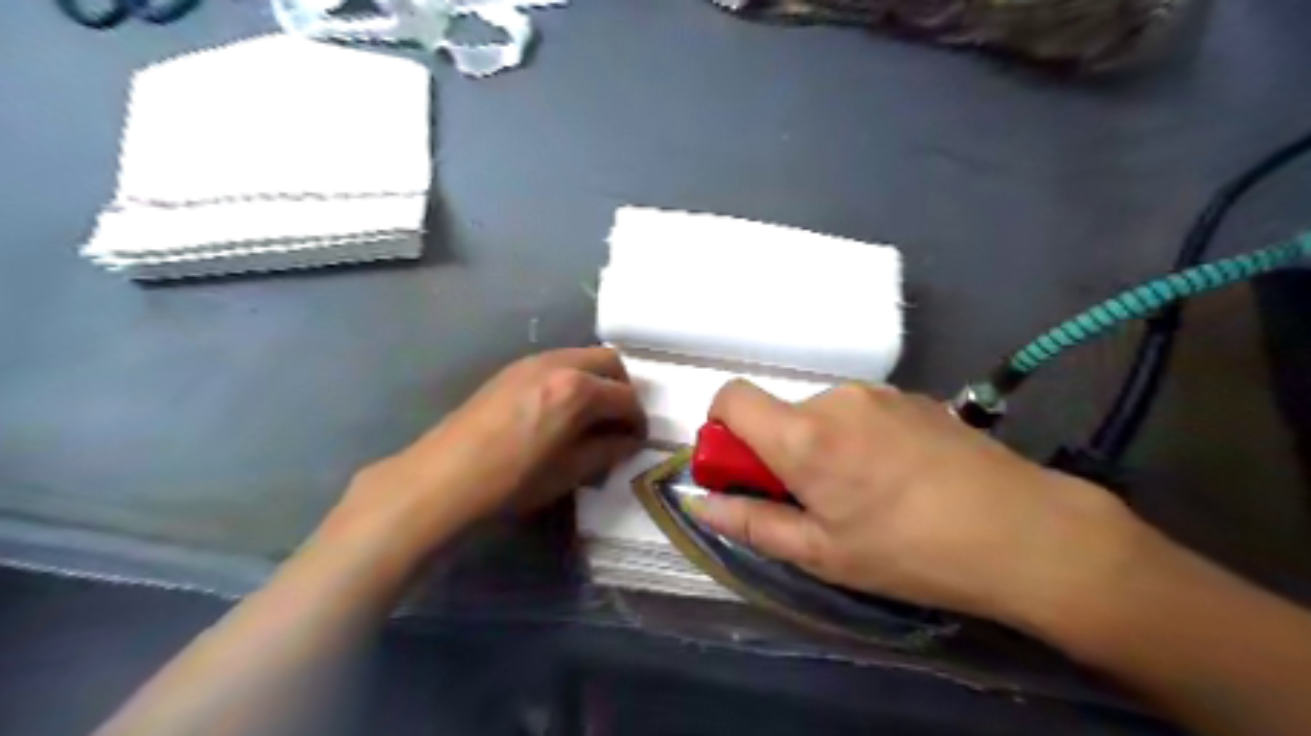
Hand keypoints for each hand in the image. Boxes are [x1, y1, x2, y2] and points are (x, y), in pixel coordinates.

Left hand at [328, 350, 642, 551]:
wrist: (444, 477)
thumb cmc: (512, 480)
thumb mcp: (570, 472)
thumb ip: (607, 450)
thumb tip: (629, 441)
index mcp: (578, 390)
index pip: (626, 397)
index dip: (638, 420)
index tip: (637, 439)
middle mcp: (560, 363)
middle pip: (610, 361)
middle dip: (623, 389)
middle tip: (619, 420)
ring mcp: (532, 361)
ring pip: (582, 357)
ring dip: (597, 380)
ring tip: (591, 415)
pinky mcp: (512, 368)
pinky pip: (557, 362)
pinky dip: (571, 378)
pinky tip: (559, 409)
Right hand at [690, 380, 1142, 625]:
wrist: (1022, 530)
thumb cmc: (908, 550)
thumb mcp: (820, 553)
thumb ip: (751, 522)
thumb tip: (700, 502)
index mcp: (802, 435)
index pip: (730, 397)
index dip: (721, 427)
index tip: (743, 469)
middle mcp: (833, 398)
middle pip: (779, 413)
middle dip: (780, 451)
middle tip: (816, 500)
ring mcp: (877, 393)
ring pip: (821, 414)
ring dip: (822, 446)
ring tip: (866, 493)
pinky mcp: (911, 396)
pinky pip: (861, 412)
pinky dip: (858, 438)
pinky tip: (900, 477)